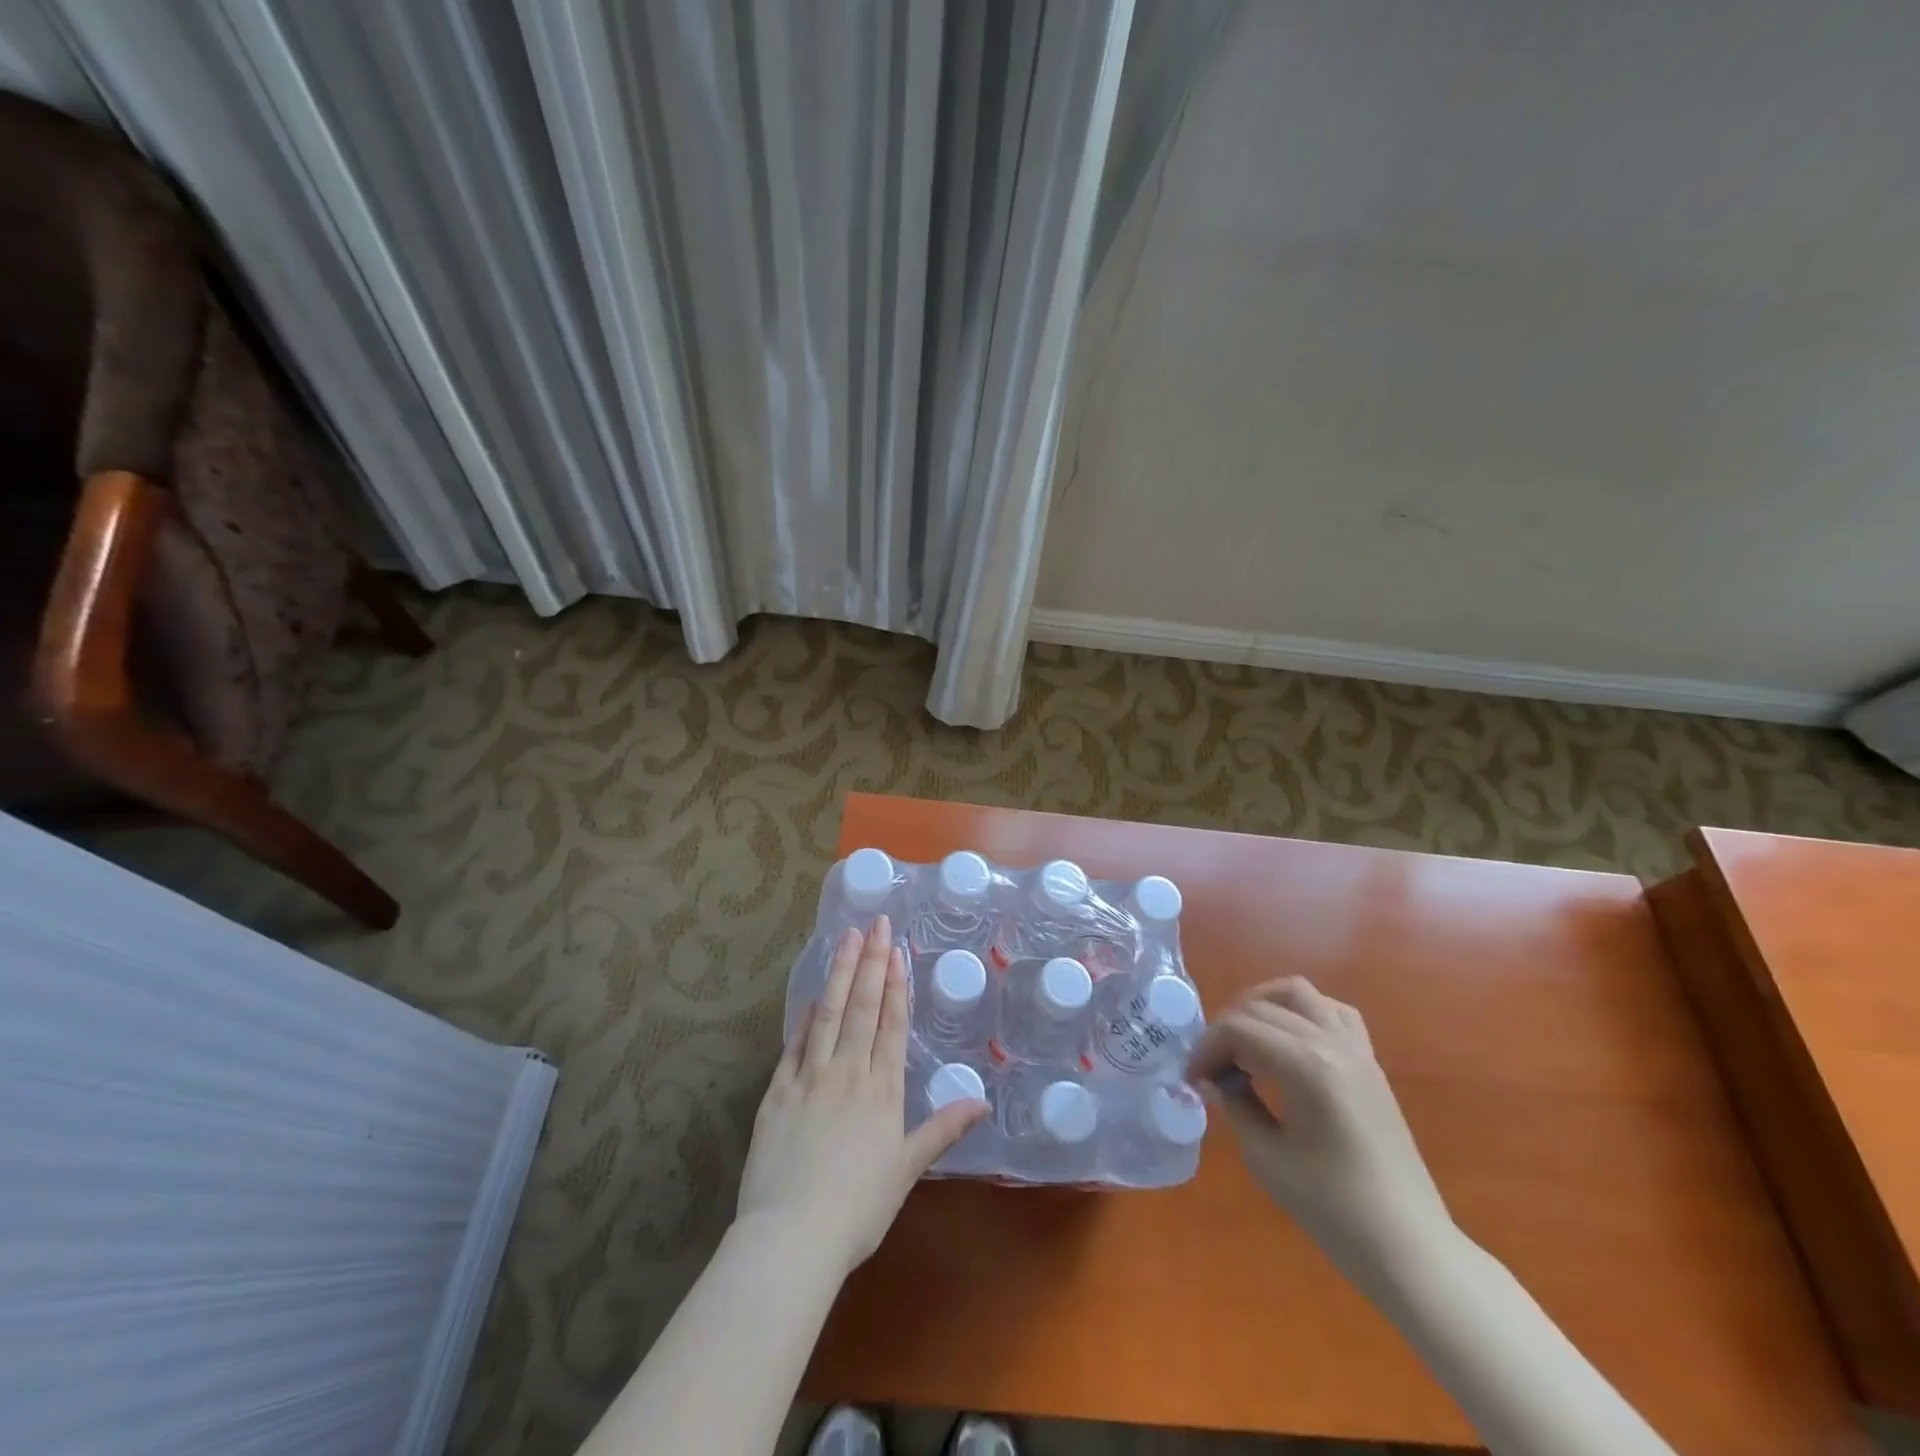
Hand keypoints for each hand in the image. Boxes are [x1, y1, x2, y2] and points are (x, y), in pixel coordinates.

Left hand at [736, 916, 988, 1278]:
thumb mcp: (907, 1171)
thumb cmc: (858, 1209)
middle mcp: (847, 1073)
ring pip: (828, 1015)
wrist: (792, 1236)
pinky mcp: (777, 1093)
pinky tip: (811, 997)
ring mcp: (809, 1079)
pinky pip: (794, 1046)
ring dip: (839, 974)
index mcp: (881, 1091)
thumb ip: (942, 1130)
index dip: (895, 986)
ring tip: (846, 939)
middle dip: (870, 963)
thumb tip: (982, 1103)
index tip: (896, 951)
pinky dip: (804, 1018)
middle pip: (862, 1008)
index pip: (890, 1025)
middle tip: (875, 924)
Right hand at [1187, 977, 1452, 1278]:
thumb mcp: (1266, 1157)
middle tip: (1210, 1069)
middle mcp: (1331, 1042)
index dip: (1206, 1048)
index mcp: (1306, 1065)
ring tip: (1243, 1041)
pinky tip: (1287, 1042)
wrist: (1407, 1245)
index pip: (1238, 1029)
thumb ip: (1235, 1104)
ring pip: (1298, 993)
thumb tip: (1214, 1079)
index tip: (1192, 1079)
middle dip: (1226, 1030)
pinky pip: (1333, 1011)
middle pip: (1261, 1008)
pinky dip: (1301, 1012)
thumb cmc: (1333, 1208)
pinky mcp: (1369, 1061)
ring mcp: (1356, 1048)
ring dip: (1262, 1005)